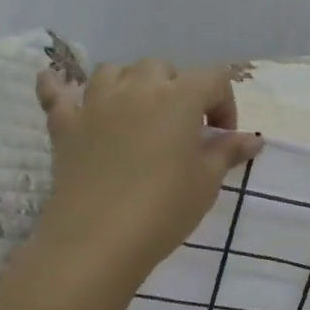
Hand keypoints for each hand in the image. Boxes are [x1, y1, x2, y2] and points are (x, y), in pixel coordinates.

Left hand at [31, 59, 262, 277]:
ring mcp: (96, 104)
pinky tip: (56, 84)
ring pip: (113, 71)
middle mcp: (137, 89)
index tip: (223, 136)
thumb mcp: (207, 180)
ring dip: (129, 83)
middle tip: (182, 126)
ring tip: (137, 110)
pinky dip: (58, 86)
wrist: (98, 241)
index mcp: (179, 97)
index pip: (214, 78)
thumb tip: (253, 140)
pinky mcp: (65, 125)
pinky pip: (56, 93)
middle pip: (161, 68)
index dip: (225, 102)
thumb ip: (227, 152)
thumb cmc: (164, 207)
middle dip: (177, 89)